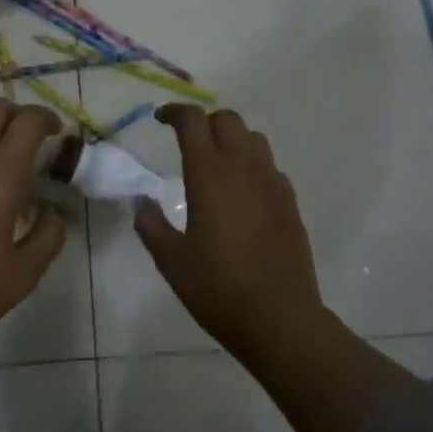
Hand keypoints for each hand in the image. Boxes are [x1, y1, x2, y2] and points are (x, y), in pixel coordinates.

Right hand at [135, 106, 325, 352]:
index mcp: (209, 176)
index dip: (175, 113)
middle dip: (205, 122)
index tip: (160, 120)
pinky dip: (253, 165)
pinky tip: (242, 193)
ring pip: (254, 139)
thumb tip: (142, 202)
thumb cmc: (218, 289)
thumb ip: (151, 225)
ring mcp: (272, 184)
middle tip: (187, 142)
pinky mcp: (290, 203)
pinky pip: (270, 167)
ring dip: (232, 139)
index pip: (193, 122)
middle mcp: (244, 169)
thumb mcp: (171, 261)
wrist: (279, 318)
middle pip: (228, 120)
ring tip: (216, 163)